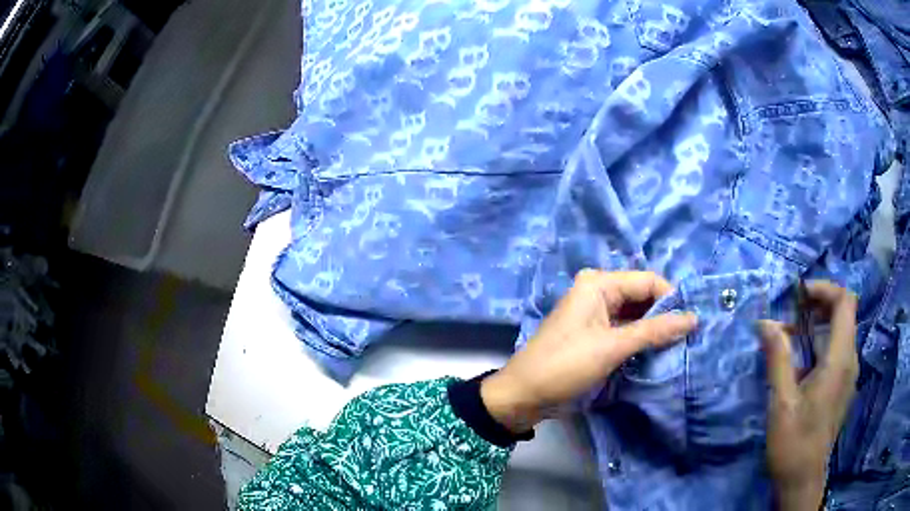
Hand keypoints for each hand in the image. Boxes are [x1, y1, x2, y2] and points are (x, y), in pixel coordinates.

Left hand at [480, 269, 697, 433]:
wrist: (524, 395)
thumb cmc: (565, 365)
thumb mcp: (613, 347)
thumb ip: (654, 331)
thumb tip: (693, 318)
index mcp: (599, 284)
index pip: (648, 281)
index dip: (672, 299)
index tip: (694, 322)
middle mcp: (598, 292)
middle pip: (642, 297)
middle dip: (665, 315)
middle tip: (690, 336)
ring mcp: (596, 314)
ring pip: (636, 315)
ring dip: (655, 330)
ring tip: (680, 345)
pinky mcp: (595, 334)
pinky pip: (625, 330)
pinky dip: (641, 340)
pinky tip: (658, 352)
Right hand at [758, 281, 858, 510]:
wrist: (803, 480)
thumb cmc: (794, 443)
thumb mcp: (781, 402)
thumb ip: (778, 358)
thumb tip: (766, 323)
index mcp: (839, 359)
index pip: (845, 301)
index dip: (824, 289)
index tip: (799, 295)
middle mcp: (850, 360)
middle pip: (844, 312)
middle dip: (819, 303)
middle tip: (791, 311)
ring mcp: (848, 373)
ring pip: (841, 330)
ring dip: (818, 323)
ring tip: (791, 334)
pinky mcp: (843, 385)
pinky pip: (837, 349)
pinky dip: (821, 342)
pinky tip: (801, 360)